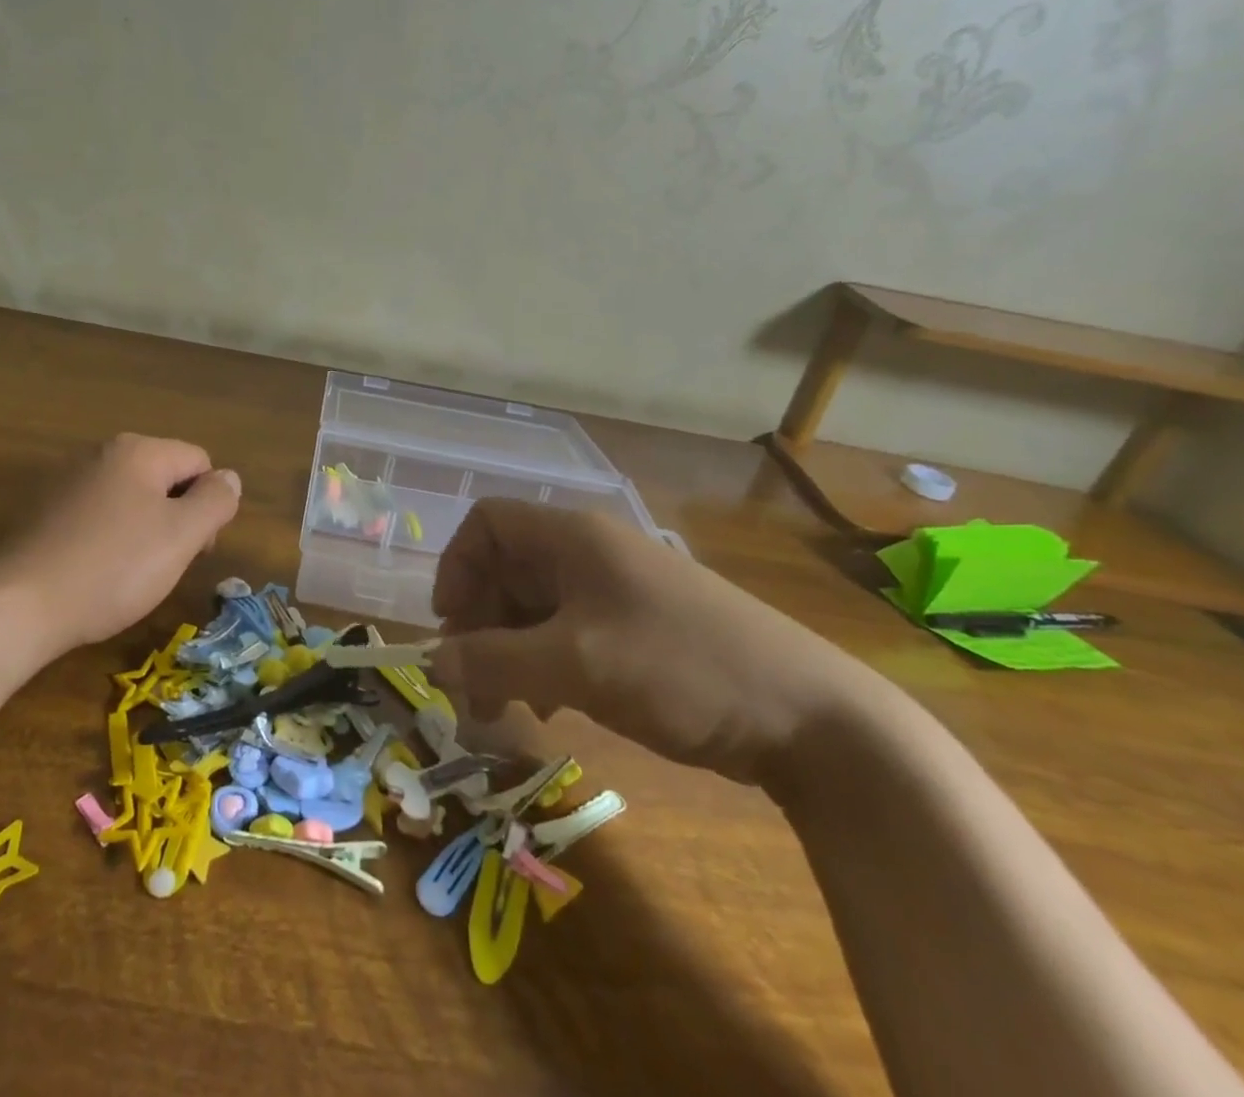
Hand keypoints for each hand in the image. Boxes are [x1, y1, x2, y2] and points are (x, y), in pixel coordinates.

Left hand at [0, 434, 241, 656]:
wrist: (19, 605)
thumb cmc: (113, 568)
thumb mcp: (182, 536)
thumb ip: (216, 501)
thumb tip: (229, 478)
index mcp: (138, 451)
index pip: (199, 462)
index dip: (208, 505)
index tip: (196, 549)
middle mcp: (101, 453)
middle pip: (164, 477)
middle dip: (177, 517)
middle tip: (167, 564)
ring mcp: (67, 480)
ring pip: (131, 499)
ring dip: (144, 530)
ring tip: (131, 574)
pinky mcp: (44, 511)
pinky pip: (97, 516)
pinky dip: (109, 539)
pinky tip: (97, 573)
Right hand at [430, 500, 889, 786]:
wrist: (811, 718)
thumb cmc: (680, 669)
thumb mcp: (574, 664)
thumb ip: (493, 660)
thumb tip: (432, 662)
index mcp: (573, 538)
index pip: (487, 524)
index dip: (457, 567)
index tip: (450, 625)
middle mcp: (590, 554)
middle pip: (506, 570)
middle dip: (479, 625)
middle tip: (472, 685)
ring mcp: (617, 592)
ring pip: (535, 608)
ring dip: (508, 652)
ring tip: (506, 708)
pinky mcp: (638, 630)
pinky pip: (567, 634)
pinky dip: (545, 665)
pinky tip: (552, 709)